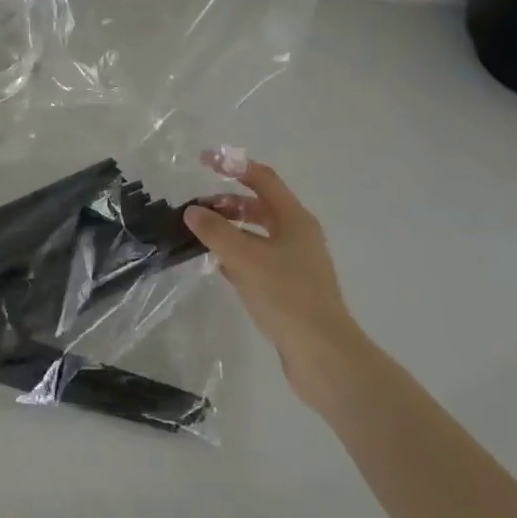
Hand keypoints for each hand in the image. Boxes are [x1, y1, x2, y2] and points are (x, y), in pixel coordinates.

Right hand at [183, 152, 364, 410]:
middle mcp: (298, 235)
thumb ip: (215, 231)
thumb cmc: (287, 296)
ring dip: (230, 230)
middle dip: (227, 202)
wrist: (324, 355)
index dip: (233, 166)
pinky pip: (258, 259)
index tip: (203, 162)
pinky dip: (237, 255)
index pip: (262, 178)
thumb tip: (193, 211)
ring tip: (201, 236)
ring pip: (257, 234)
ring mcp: (295, 262)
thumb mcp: (245, 258)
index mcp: (294, 219)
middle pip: (259, 206)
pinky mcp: (289, 287)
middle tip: (197, 209)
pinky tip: (217, 266)